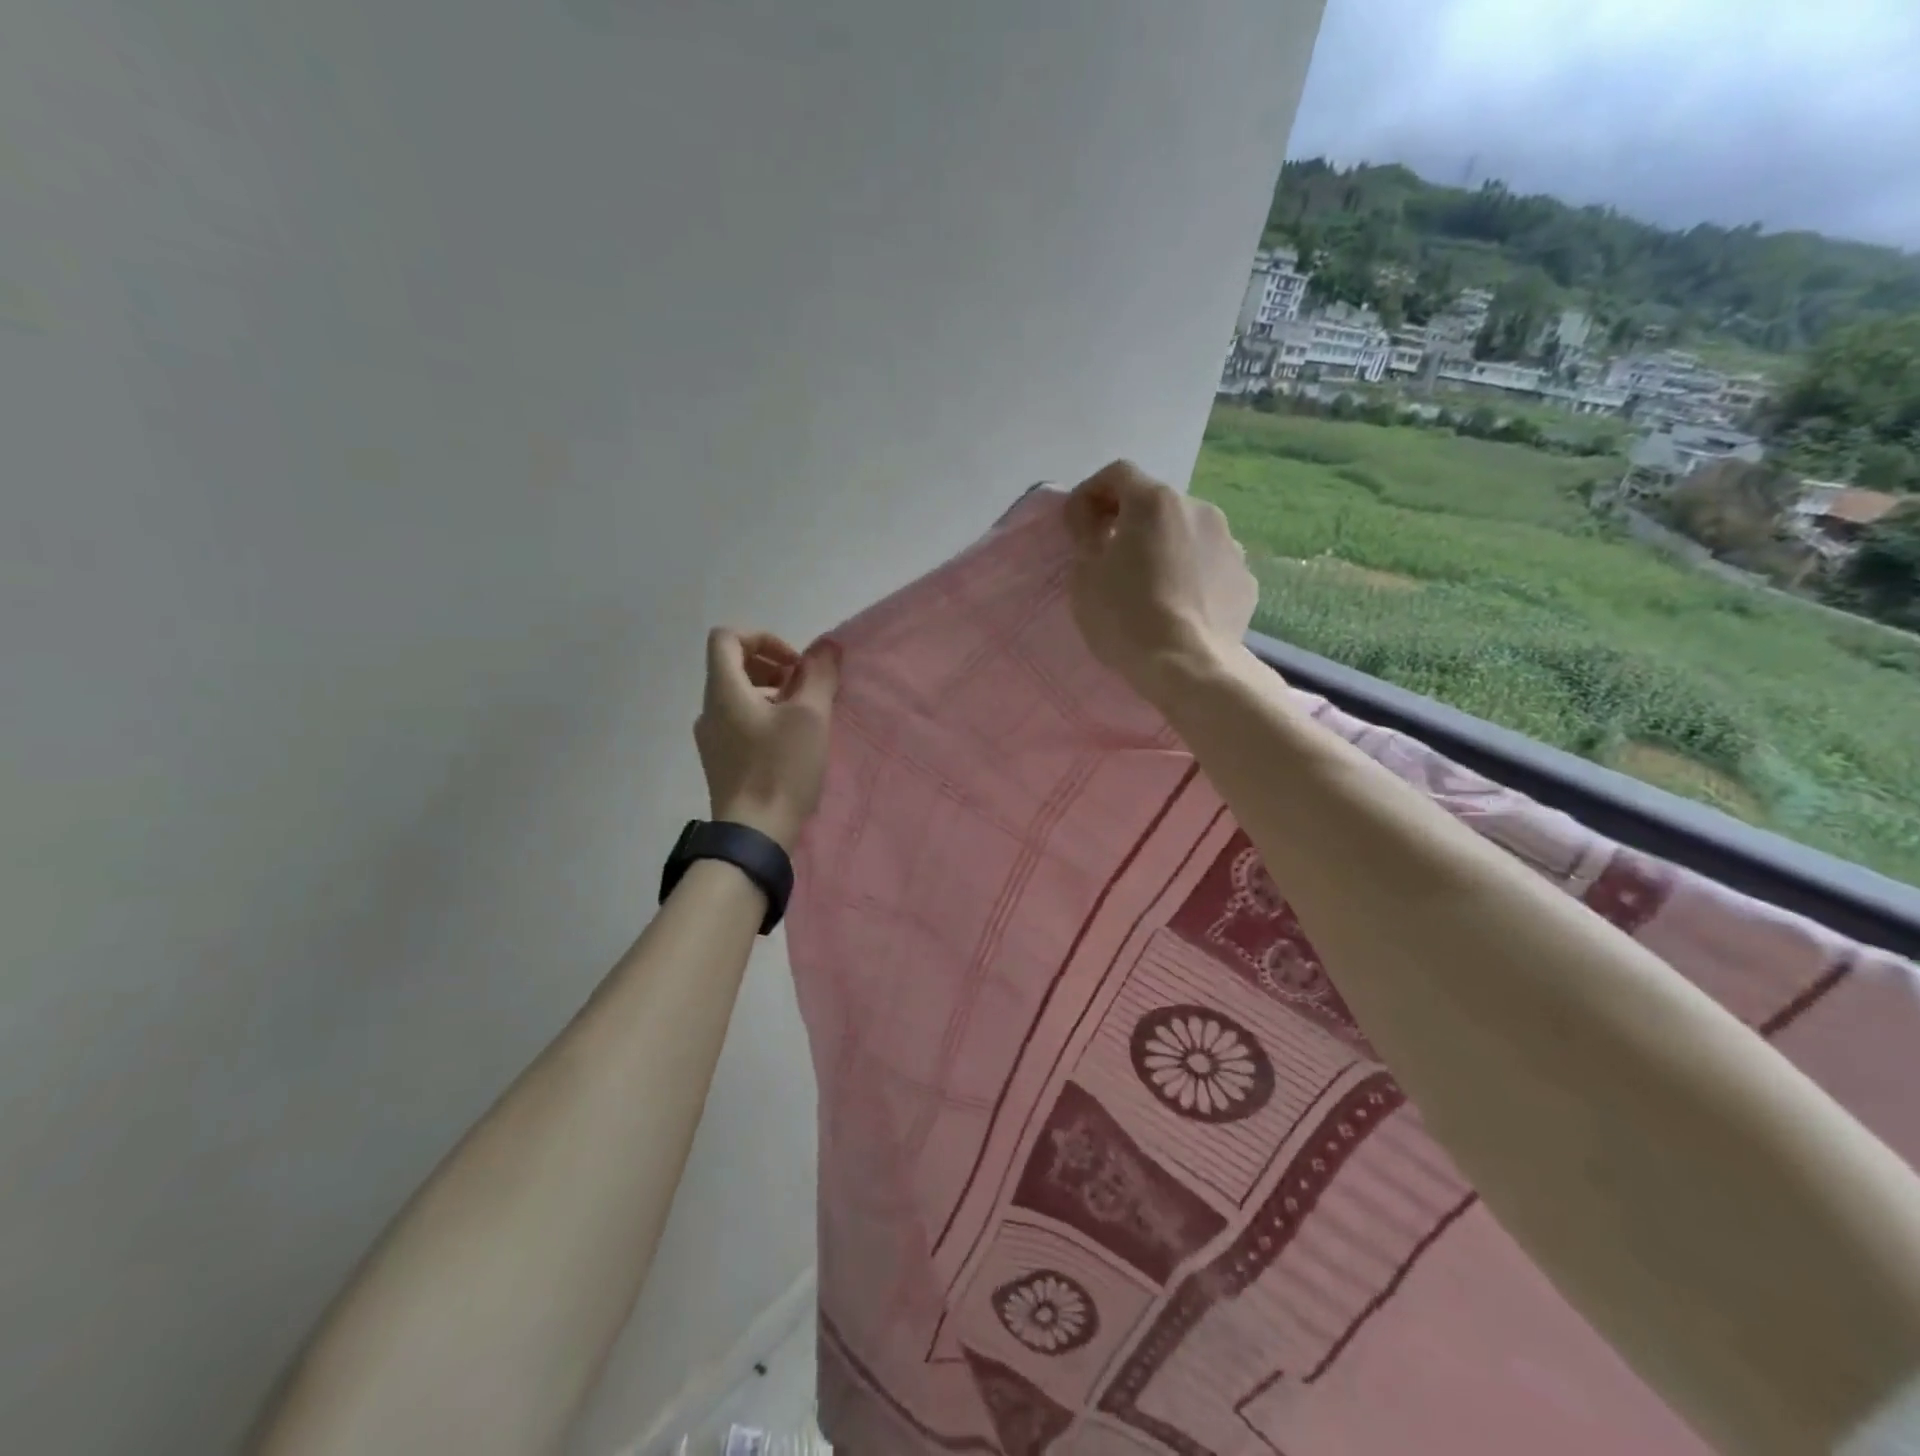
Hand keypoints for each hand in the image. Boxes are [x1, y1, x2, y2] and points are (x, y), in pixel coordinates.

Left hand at [694, 629, 840, 851]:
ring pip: (737, 696)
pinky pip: (738, 722)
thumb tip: (826, 648)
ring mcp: (711, 738)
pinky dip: (763, 717)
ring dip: (771, 693)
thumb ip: (819, 675)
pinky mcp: (719, 761)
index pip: (727, 638)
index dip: (763, 638)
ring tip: (803, 715)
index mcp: (723, 690)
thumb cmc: (781, 769)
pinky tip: (790, 742)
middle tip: (805, 687)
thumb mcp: (810, 716)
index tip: (794, 664)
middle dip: (772, 666)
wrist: (755, 834)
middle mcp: (709, 709)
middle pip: (733, 666)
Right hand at [1064, 460, 1257, 705]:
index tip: (1077, 522)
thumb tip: (1089, 518)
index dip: (1091, 492)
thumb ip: (1085, 535)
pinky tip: (1179, 606)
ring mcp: (1229, 543)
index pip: (1117, 474)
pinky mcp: (1245, 578)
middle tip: (1111, 556)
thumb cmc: (1125, 617)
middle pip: (1156, 503)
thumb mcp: (1084, 576)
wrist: (1188, 666)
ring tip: (1150, 585)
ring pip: (1186, 533)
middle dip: (1131, 522)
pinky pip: (1209, 566)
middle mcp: (1198, 509)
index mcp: (1154, 502)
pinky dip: (1191, 575)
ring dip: (1165, 547)